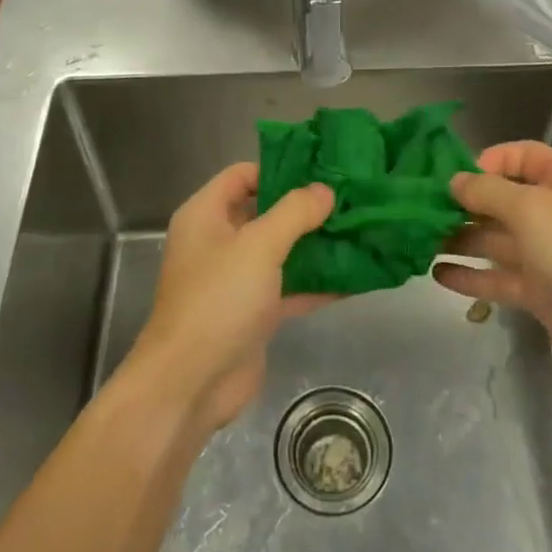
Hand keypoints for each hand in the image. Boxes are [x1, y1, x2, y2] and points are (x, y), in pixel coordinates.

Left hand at [126, 163, 334, 432]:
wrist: (191, 384)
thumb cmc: (218, 300)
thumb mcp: (258, 246)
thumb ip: (294, 213)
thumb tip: (325, 190)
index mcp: (206, 215)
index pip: (242, 175)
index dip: (279, 168)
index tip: (322, 169)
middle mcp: (218, 242)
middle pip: (265, 212)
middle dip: (306, 208)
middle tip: (351, 198)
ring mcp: (236, 279)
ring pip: (281, 251)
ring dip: (316, 244)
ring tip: (360, 230)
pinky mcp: (253, 313)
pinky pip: (289, 287)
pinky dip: (317, 283)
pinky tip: (356, 277)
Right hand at [439, 142, 551, 404]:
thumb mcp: (531, 209)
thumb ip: (487, 192)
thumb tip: (454, 182)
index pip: (520, 156)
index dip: (486, 161)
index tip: (451, 177)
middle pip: (501, 198)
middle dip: (463, 203)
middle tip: (420, 211)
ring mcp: (547, 254)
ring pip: (495, 239)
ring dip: (460, 238)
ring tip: (418, 241)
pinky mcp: (539, 292)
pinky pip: (498, 277)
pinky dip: (470, 275)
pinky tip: (436, 274)